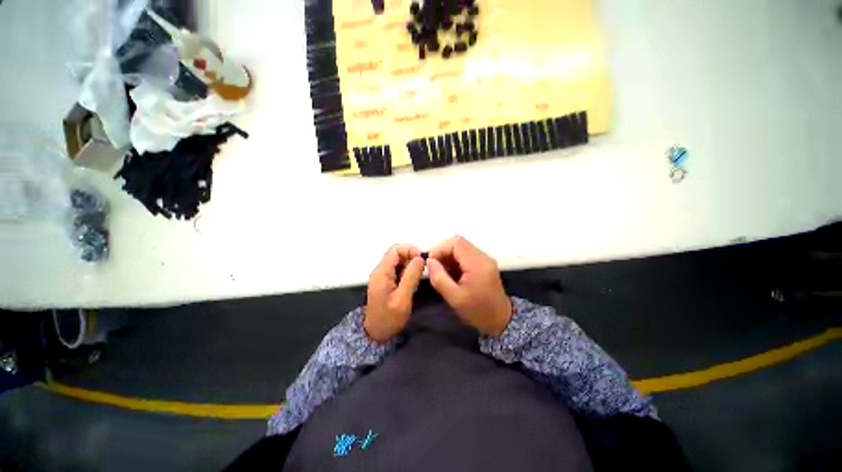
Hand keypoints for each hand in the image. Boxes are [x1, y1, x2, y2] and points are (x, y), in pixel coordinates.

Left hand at [364, 244, 425, 342]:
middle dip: (411, 257)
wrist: (376, 334)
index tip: (423, 259)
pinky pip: (397, 269)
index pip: (395, 250)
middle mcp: (380, 270)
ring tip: (419, 276)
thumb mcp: (403, 298)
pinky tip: (413, 281)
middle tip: (423, 268)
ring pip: (398, 261)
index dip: (410, 250)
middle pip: (396, 253)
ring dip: (410, 264)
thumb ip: (411, 276)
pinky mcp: (385, 282)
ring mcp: (382, 276)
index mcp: (382, 272)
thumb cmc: (389, 318)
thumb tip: (420, 258)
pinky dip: (407, 271)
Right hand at [427, 236, 512, 335]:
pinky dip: (454, 259)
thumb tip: (429, 261)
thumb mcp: (455, 298)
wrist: (501, 320)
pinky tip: (450, 272)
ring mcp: (484, 259)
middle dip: (443, 251)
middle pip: (459, 242)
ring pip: (461, 247)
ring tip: (440, 270)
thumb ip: (440, 278)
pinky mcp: (483, 263)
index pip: (456, 243)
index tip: (429, 262)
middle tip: (434, 266)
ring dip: (448, 255)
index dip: (440, 249)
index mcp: (478, 264)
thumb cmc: (477, 311)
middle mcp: (483, 257)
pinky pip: (465, 254)